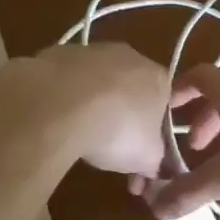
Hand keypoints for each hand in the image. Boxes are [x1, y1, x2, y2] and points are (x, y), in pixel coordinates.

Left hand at [0, 44, 172, 177]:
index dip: (153, 130)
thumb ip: (155, 162)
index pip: (164, 102)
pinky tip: (55, 117)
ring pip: (96, 80)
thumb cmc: (117, 130)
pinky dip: (63, 96)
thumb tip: (152, 169)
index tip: (139, 153)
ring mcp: (91, 50)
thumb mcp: (146, 159)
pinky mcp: (58, 53)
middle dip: (121, 114)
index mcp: (158, 78)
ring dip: (91, 103)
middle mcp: (129, 56)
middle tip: (108, 146)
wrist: (61, 104)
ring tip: (77, 134)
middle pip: (130, 88)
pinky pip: (66, 79)